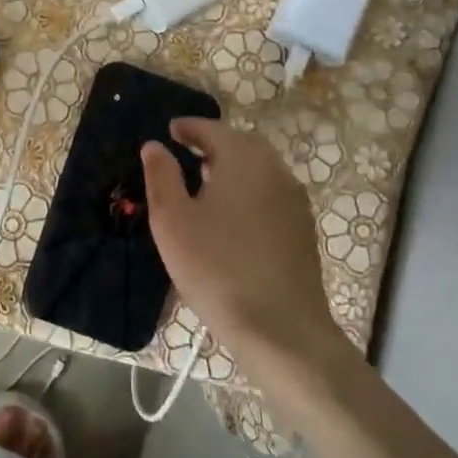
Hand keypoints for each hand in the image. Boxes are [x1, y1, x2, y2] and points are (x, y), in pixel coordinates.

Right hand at [141, 118, 346, 371]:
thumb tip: (154, 145)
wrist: (280, 329)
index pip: (213, 130)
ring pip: (259, 170)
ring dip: (232, 168)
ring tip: (204, 183)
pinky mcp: (302, 230)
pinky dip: (248, 191)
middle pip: (242, 145)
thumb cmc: (216, 267)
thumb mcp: (172, 220)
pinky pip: (270, 194)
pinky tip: (231, 215)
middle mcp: (275, 171)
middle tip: (186, 153)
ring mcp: (294, 202)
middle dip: (213, 145)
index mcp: (243, 160)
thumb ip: (161, 176)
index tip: (171, 130)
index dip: (189, 128)